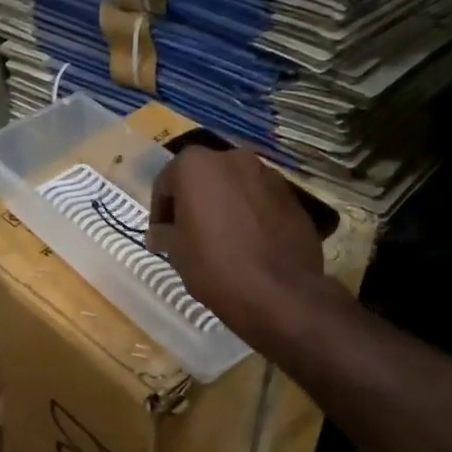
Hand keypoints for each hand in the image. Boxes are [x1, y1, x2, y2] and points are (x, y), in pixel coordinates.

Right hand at [146, 147, 327, 343]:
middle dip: (193, 202)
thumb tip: (159, 234)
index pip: (166, 183)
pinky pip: (260, 200)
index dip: (160, 210)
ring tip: (220, 239)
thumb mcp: (177, 252)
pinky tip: (247, 243)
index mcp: (196, 166)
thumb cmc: (214, 266)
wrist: (279, 293)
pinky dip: (249, 214)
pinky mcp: (292, 196)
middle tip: (187, 234)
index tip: (160, 235)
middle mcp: (233, 159)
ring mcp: (267, 175)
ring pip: (234, 187)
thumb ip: (165, 234)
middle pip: (203, 178)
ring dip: (223, 206)